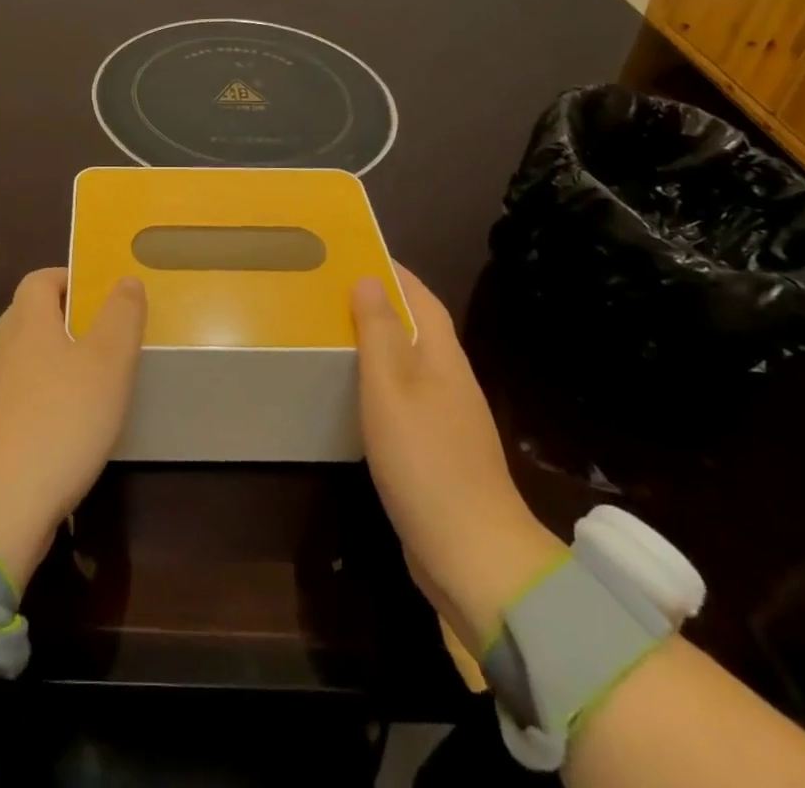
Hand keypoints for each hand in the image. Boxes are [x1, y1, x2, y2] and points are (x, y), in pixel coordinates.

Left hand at [0, 268, 146, 586]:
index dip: (67, 278)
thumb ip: (121, 316)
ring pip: (26, 362)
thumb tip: (125, 279)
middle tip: (103, 332)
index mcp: (28, 324)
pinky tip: (74, 427)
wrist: (0, 506)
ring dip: (57, 362)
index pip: (38, 280)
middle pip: (29, 318)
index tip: (99, 292)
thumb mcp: (108, 362)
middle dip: (64, 318)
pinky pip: (24, 402)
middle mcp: (5, 353)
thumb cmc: (61, 419)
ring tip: (96, 380)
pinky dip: (48, 402)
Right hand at [353, 263, 564, 650]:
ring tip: (335, 333)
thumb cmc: (424, 459)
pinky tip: (356, 395)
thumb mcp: (390, 388)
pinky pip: (406, 398)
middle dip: (381, 303)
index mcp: (443, 357)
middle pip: (417, 327)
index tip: (356, 251)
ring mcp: (448, 418)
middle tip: (332, 290)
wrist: (473, 553)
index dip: (393, 272)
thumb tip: (371, 278)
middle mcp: (451, 380)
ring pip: (410, 364)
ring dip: (379, 343)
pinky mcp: (438, 451)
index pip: (421, 297)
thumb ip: (379, 332)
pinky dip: (380, 382)